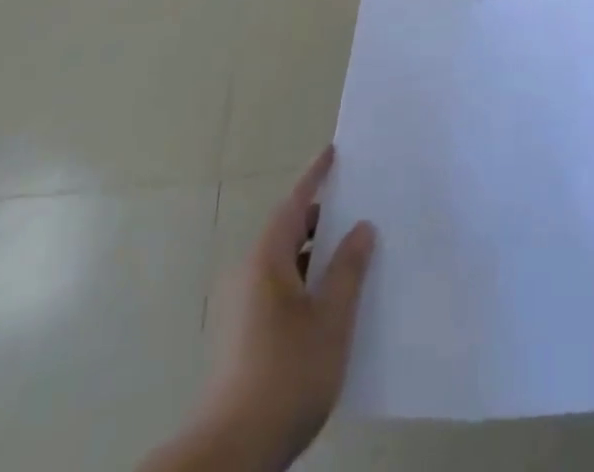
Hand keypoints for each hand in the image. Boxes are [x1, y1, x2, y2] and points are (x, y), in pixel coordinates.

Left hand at [169, 147, 374, 471]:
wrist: (232, 452)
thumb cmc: (287, 374)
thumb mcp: (331, 319)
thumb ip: (348, 269)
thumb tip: (361, 227)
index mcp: (267, 258)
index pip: (294, 203)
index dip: (315, 176)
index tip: (333, 152)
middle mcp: (249, 273)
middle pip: (287, 231)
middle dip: (320, 218)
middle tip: (356, 208)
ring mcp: (241, 307)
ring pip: (284, 264)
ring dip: (314, 255)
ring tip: (351, 257)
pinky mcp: (242, 337)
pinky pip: (278, 290)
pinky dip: (304, 282)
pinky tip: (329, 306)